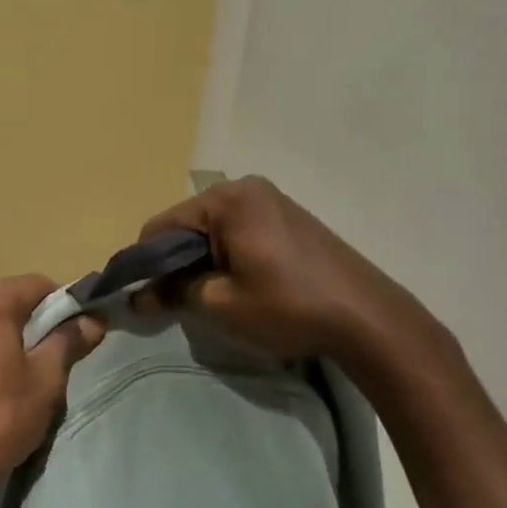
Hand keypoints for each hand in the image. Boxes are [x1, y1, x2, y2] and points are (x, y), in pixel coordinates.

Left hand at [0, 276, 104, 507]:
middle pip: (5, 298)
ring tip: (11, 375)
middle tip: (47, 360)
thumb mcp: (43, 384)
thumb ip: (67, 343)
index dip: (63, 306)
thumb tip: (91, 320)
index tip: (76, 335)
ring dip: (0, 335)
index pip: (37, 285)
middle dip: (29, 321)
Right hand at [137, 177, 430, 364]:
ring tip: (214, 295)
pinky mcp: (289, 216)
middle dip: (177, 262)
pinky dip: (227, 255)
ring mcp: (271, 199)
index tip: (146, 297)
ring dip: (202, 261)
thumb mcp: (219, 304)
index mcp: (225, 200)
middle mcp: (245, 188)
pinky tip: (241, 284)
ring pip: (212, 229)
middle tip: (180, 301)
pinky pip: (238, 230)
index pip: (160, 226)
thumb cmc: (287, 307)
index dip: (146, 264)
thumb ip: (171, 292)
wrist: (369, 319)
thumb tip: (136, 296)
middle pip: (187, 224)